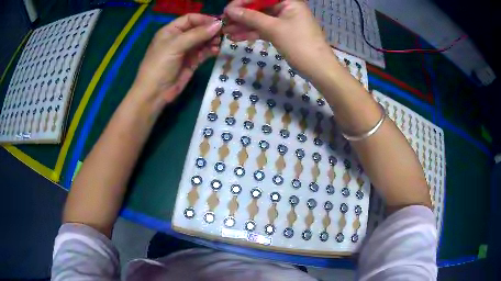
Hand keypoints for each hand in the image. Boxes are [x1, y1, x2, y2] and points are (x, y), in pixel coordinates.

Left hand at [132, 14, 221, 111]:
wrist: (155, 93)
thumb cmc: (159, 65)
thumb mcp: (175, 46)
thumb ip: (197, 34)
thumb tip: (218, 24)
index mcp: (171, 31)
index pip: (190, 19)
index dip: (204, 19)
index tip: (218, 23)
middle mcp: (179, 38)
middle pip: (198, 29)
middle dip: (210, 30)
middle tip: (223, 33)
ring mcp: (186, 51)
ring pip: (203, 41)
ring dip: (212, 40)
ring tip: (220, 43)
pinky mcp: (192, 62)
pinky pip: (204, 52)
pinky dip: (211, 50)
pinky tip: (217, 50)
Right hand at [223, 0, 334, 79]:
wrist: (318, 69)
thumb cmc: (299, 44)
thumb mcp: (273, 28)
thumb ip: (251, 17)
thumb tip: (230, 10)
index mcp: (288, 1)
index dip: (242, 2)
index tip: (227, 10)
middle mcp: (286, 7)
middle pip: (259, 7)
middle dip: (241, 15)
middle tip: (224, 22)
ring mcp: (284, 20)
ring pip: (260, 19)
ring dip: (243, 25)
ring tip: (226, 32)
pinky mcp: (282, 32)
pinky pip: (264, 29)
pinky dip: (251, 33)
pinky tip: (236, 37)